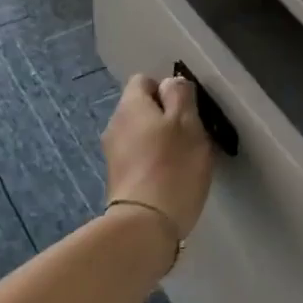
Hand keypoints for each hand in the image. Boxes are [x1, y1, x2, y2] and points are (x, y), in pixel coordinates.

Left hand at [102, 74, 213, 239]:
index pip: (144, 80)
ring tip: (182, 161)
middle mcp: (115, 124)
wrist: (145, 223)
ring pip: (139, 134)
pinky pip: (137, 158)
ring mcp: (112, 153)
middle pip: (141, 108)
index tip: (187, 110)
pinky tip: (169, 178)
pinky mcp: (117, 178)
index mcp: (131, 105)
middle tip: (190, 137)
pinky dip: (152, 162)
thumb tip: (170, 83)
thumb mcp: (187, 123)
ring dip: (158, 141)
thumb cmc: (173, 166)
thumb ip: (180, 96)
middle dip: (164, 117)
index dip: (167, 90)